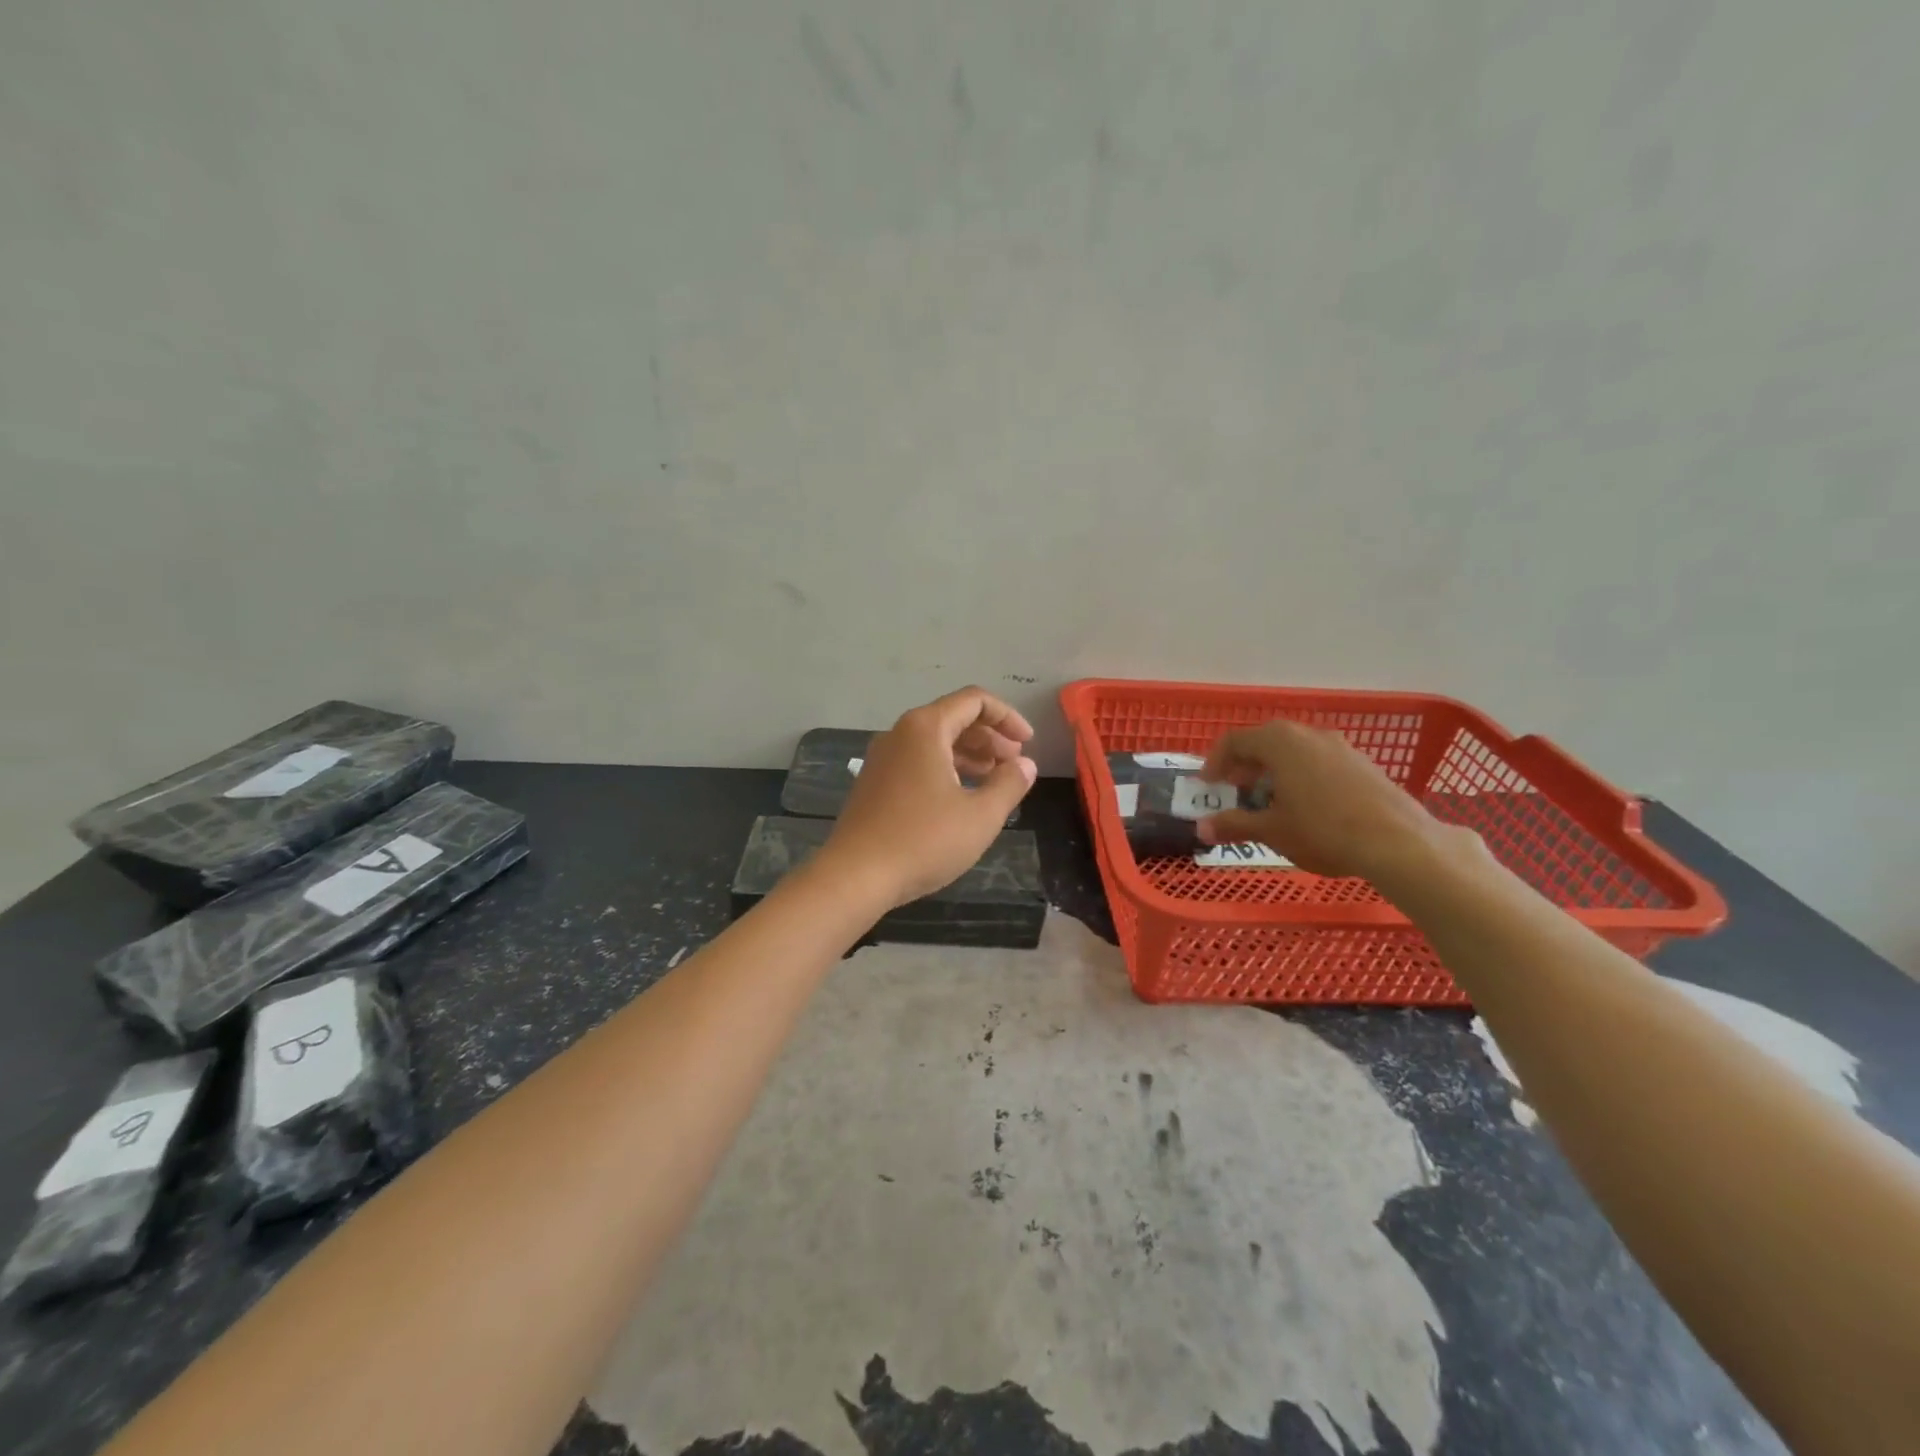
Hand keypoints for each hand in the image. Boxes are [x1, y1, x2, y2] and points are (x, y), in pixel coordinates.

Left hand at [820, 687, 1038, 906]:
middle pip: (953, 718)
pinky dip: (946, 769)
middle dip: (990, 737)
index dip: (1007, 717)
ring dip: (969, 754)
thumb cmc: (923, 841)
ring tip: (994, 780)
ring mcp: (883, 758)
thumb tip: (1025, 765)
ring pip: (935, 742)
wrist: (855, 876)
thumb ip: (1009, 784)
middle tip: (1015, 764)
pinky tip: (961, 797)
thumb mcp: (980, 815)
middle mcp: (900, 734)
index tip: (1028, 744)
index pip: (974, 701)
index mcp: (925, 729)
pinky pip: (918, 761)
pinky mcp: (874, 783)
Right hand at [1195, 719, 1455, 882]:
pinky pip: (1318, 761)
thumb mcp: (1272, 831)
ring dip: (1273, 771)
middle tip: (1235, 792)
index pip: (1234, 741)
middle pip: (1264, 742)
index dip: (1214, 763)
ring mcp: (1340, 746)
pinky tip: (1306, 807)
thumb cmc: (1323, 830)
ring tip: (1269, 802)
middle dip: (1244, 766)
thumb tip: (1203, 828)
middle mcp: (1308, 734)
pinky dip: (1300, 776)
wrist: (1399, 843)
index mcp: (1279, 742)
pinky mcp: (1362, 763)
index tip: (1208, 786)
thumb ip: (1235, 824)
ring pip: (1293, 751)